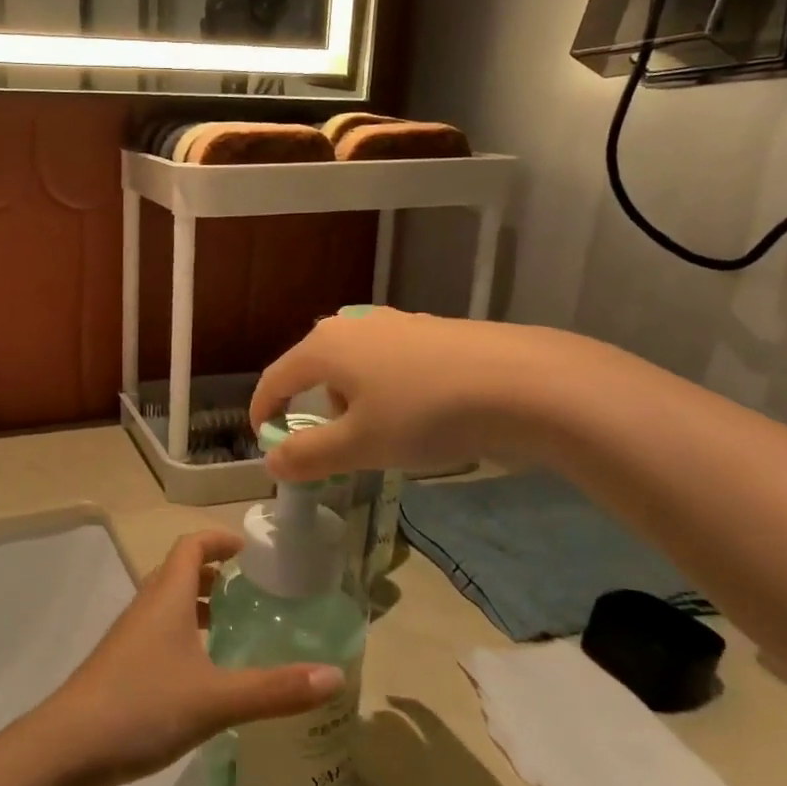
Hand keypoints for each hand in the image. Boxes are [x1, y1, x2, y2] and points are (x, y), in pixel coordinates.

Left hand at [41, 531, 344, 785]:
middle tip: (249, 589)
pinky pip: (157, 632)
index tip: (249, 549)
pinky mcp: (119, 665)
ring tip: (231, 626)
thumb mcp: (216, 699)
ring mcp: (128, 637)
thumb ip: (275, 689)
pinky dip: (183, 634)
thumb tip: (334, 675)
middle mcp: (146, 607)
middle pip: (178, 571)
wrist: (68, 748)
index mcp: (167, 597)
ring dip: (196, 604)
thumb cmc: (143, 706)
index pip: (190, 546)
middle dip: (212, 573)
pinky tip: (201, 671)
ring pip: (166, 604)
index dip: (218, 539)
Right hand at [249, 308, 588, 482]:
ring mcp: (396, 324)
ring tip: (383, 434)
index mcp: (325, 346)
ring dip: (354, 402)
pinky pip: (391, 364)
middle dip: (315, 410)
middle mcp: (354, 325)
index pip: (275, 379)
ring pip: (355, 367)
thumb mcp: (358, 445)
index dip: (264, 412)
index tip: (265, 442)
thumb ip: (308, 455)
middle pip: (315, 370)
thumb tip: (272, 461)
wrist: (522, 383)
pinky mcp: (432, 332)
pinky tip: (420, 414)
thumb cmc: (424, 414)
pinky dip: (388, 391)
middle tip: (334, 447)